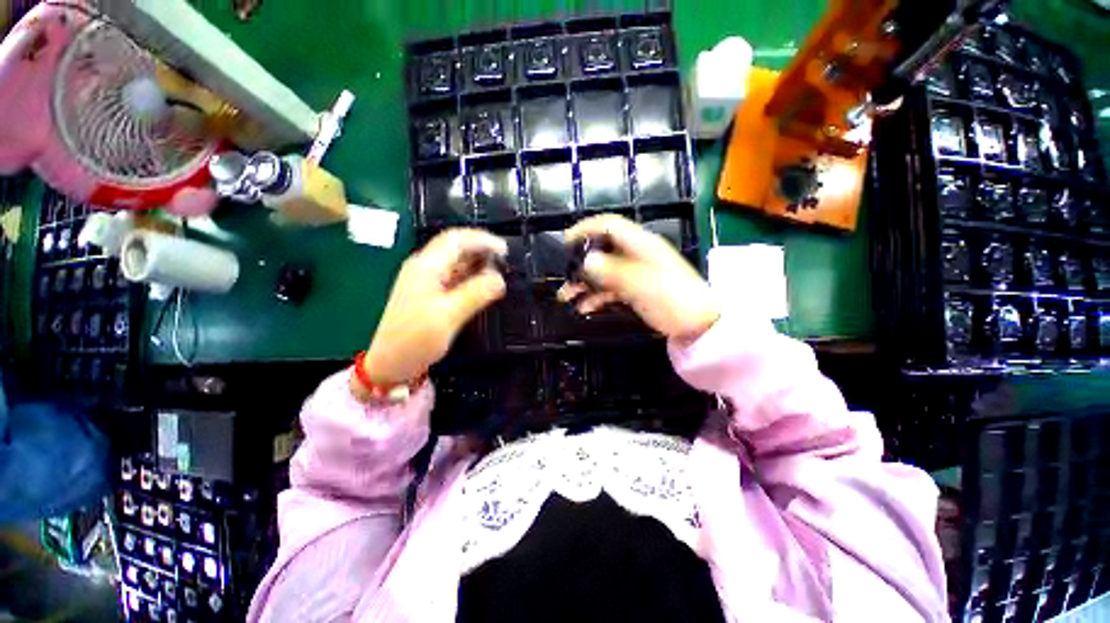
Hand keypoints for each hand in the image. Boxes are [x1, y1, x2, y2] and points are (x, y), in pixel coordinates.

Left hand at [356, 229, 506, 392]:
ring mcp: (427, 281)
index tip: (505, 250)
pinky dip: (472, 278)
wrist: (390, 364)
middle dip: (482, 251)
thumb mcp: (448, 316)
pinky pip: (455, 278)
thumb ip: (475, 294)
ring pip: (457, 263)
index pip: (455, 240)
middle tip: (506, 263)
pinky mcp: (431, 294)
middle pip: (456, 248)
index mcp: (425, 267)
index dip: (482, 239)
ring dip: (478, 265)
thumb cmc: (414, 340)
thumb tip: (500, 279)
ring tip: (500, 274)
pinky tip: (485, 286)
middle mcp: (425, 268)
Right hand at [560, 214, 719, 341]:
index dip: (586, 228)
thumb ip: (612, 271)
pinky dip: (597, 297)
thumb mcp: (641, 284)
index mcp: (641, 245)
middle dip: (580, 263)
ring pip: (604, 272)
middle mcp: (636, 255)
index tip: (565, 241)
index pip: (610, 225)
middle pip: (602, 251)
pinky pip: (611, 289)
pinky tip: (584, 308)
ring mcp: (636, 273)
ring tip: (565, 297)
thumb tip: (585, 261)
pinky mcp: (637, 290)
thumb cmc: (672, 299)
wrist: (699, 325)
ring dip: (584, 283)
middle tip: (563, 277)